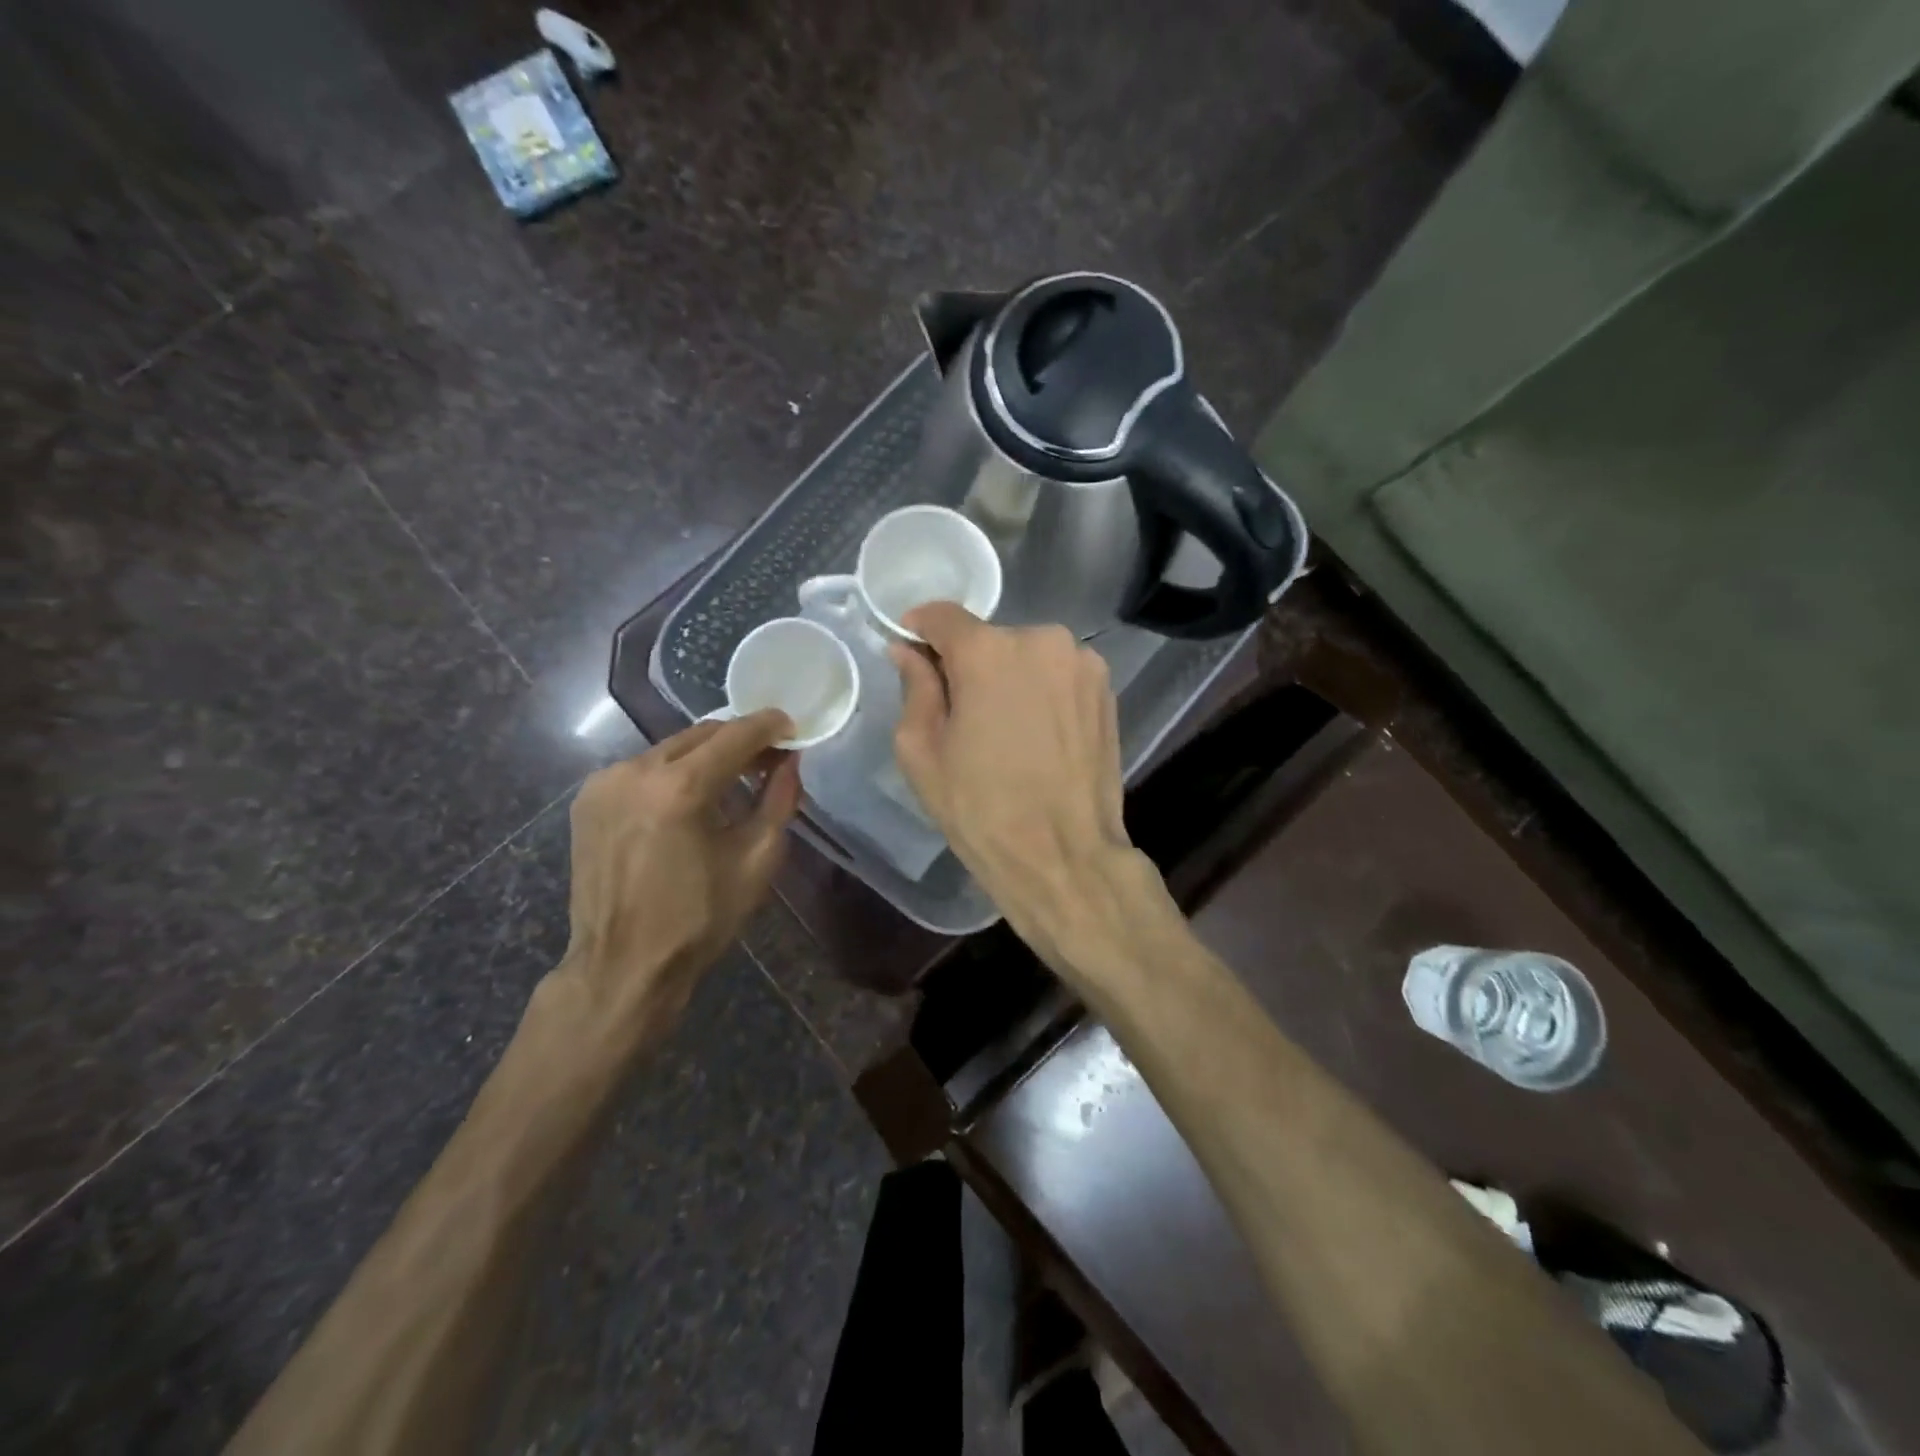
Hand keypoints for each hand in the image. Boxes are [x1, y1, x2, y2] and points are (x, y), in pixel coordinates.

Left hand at [549, 712, 800, 1061]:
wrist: (622, 966)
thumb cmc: (698, 919)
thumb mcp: (756, 860)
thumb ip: (779, 801)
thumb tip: (790, 761)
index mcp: (679, 788)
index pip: (734, 735)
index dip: (768, 726)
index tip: (791, 725)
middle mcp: (635, 771)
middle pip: (700, 734)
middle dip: (739, 739)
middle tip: (769, 757)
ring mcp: (605, 783)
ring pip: (670, 749)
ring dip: (706, 756)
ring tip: (732, 780)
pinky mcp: (588, 799)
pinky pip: (643, 769)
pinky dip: (673, 773)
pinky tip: (689, 800)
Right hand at [891, 603, 1151, 966]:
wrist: (1064, 854)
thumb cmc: (981, 808)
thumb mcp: (922, 752)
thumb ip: (914, 688)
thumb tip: (908, 651)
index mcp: (988, 651)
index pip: (943, 616)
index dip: (920, 629)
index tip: (910, 649)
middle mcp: (1040, 640)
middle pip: (988, 638)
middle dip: (967, 663)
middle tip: (959, 711)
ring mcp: (1081, 661)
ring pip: (1026, 655)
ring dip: (1008, 676)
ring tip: (1005, 729)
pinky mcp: (1106, 687)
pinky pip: (1057, 673)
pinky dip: (1040, 690)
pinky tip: (1037, 733)